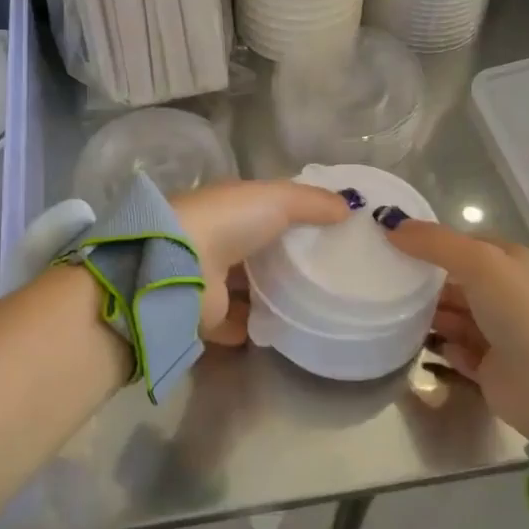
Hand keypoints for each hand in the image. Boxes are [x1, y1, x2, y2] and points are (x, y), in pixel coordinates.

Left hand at [173, 179, 352, 341]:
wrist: (181, 267)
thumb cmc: (228, 221)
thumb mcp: (278, 199)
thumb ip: (312, 202)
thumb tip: (347, 207)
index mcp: (227, 208)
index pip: (261, 209)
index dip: (291, 216)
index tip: (327, 229)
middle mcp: (215, 241)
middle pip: (255, 250)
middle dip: (282, 258)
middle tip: (326, 271)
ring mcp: (208, 281)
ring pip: (245, 287)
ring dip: (269, 294)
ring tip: (312, 303)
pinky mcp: (207, 318)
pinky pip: (238, 323)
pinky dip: (256, 326)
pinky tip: (285, 329)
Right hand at [379, 215, 528, 440]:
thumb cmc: (522, 315)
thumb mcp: (480, 264)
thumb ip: (434, 242)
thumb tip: (390, 223)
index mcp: (514, 264)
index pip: (466, 245)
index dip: (432, 243)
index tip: (392, 245)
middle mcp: (509, 296)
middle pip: (456, 282)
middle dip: (424, 282)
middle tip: (384, 281)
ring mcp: (501, 334)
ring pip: (453, 317)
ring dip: (428, 316)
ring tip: (393, 314)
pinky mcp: (491, 369)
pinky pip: (456, 351)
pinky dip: (441, 348)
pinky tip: (426, 348)